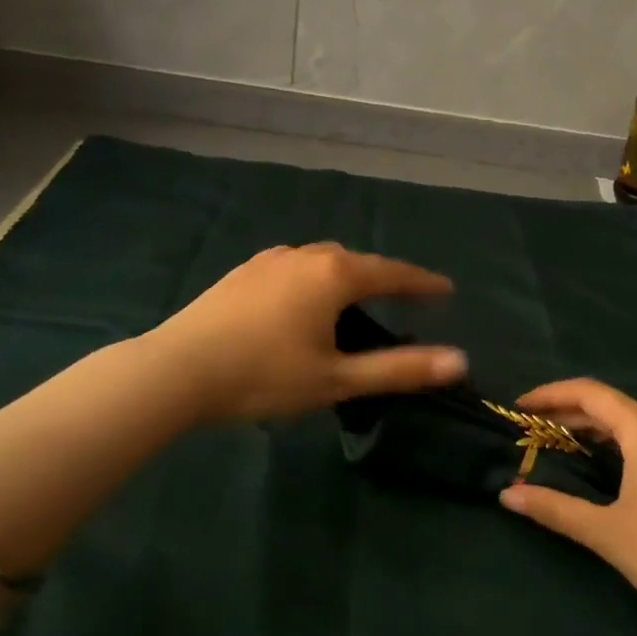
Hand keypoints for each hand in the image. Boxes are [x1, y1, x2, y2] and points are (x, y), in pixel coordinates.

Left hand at [146, 243, 466, 422]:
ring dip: (347, 277)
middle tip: (405, 299)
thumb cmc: (263, 376)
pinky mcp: (244, 272)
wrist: (177, 369)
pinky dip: (315, 279)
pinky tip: (303, 302)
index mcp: (334, 275)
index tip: (447, 290)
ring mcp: (270, 260)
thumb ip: (399, 369)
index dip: (423, 283)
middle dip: (385, 278)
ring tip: (356, 301)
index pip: (393, 273)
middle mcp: (305, 256)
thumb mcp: (337, 379)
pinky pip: (295, 267)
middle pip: (357, 262)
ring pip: (323, 261)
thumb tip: (459, 361)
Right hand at [499, 379, 636, 635]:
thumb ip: (555, 509)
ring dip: (592, 428)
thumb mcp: (607, 533)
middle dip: (566, 413)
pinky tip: (604, 465)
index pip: (588, 392)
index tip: (518, 409)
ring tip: (559, 445)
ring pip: (630, 422)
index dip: (549, 395)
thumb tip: (506, 496)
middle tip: (531, 431)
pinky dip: (617, 442)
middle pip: (608, 404)